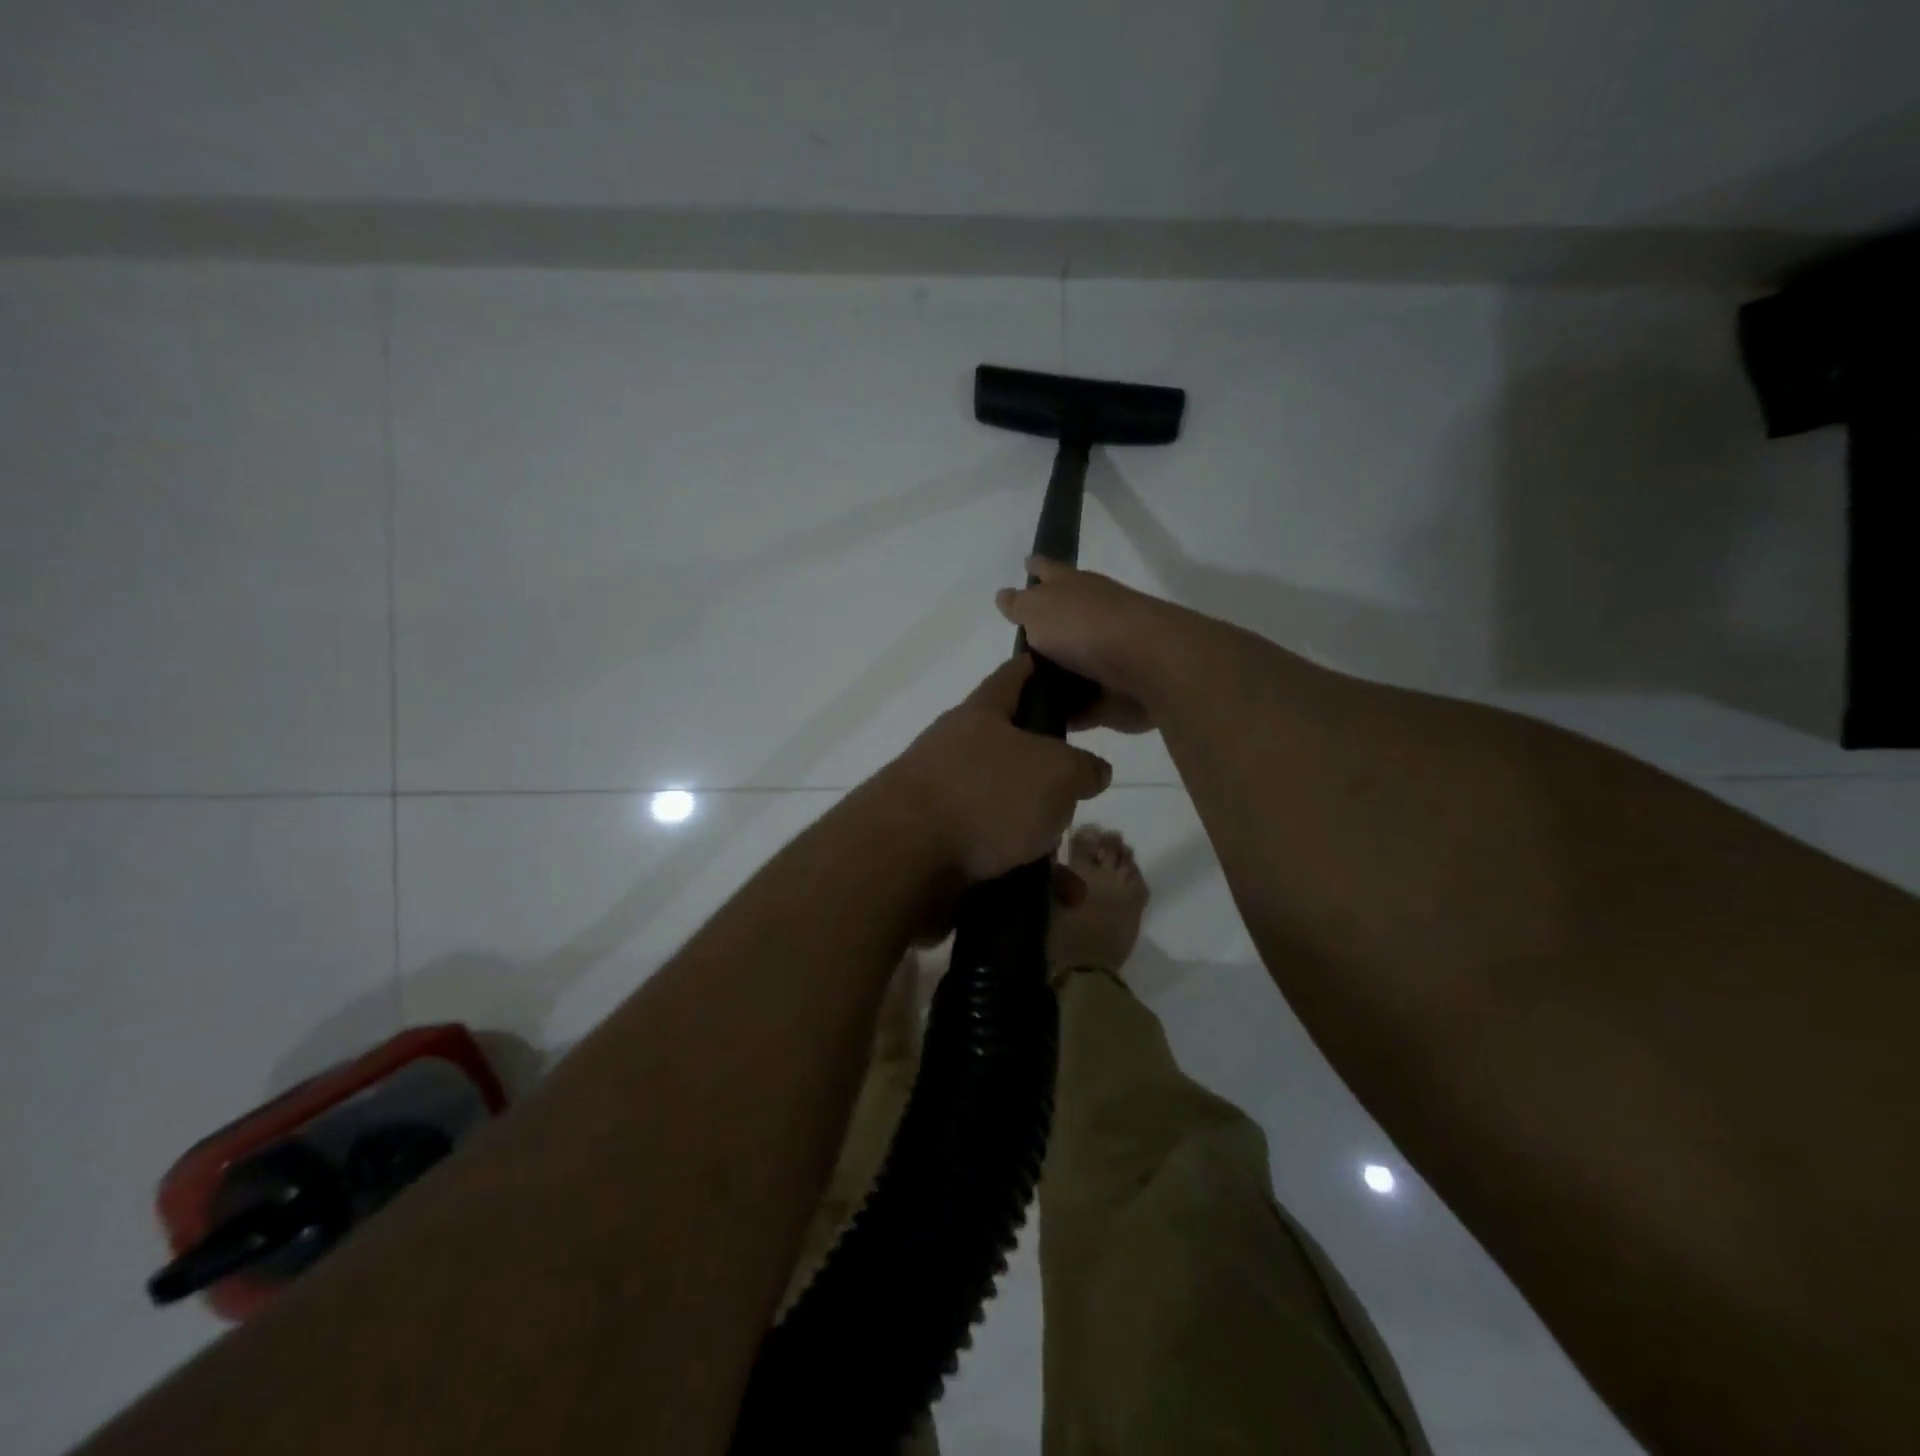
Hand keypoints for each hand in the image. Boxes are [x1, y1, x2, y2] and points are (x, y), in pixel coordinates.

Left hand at [885, 655, 1112, 881]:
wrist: (904, 859)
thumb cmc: (985, 796)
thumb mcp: (1056, 773)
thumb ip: (1082, 768)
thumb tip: (1092, 772)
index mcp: (980, 717)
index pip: (1013, 676)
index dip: (1040, 669)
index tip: (1065, 671)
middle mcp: (957, 754)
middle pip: (1011, 753)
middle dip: (1049, 774)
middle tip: (1082, 790)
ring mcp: (944, 804)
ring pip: (1005, 814)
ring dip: (1041, 838)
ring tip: (1073, 863)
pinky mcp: (938, 851)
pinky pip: (993, 859)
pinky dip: (1024, 876)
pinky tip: (1057, 900)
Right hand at [994, 558, 1188, 732]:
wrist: (1147, 666)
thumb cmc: (1085, 627)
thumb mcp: (1038, 609)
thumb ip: (1019, 605)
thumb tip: (1004, 596)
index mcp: (1073, 588)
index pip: (1049, 571)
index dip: (1036, 568)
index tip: (1026, 565)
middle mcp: (1091, 619)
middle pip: (1059, 625)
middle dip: (1040, 636)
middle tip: (1009, 657)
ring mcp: (1106, 658)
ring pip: (1070, 669)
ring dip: (1051, 682)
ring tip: (1017, 699)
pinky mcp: (1114, 695)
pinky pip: (1082, 706)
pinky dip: (1066, 713)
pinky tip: (1040, 726)